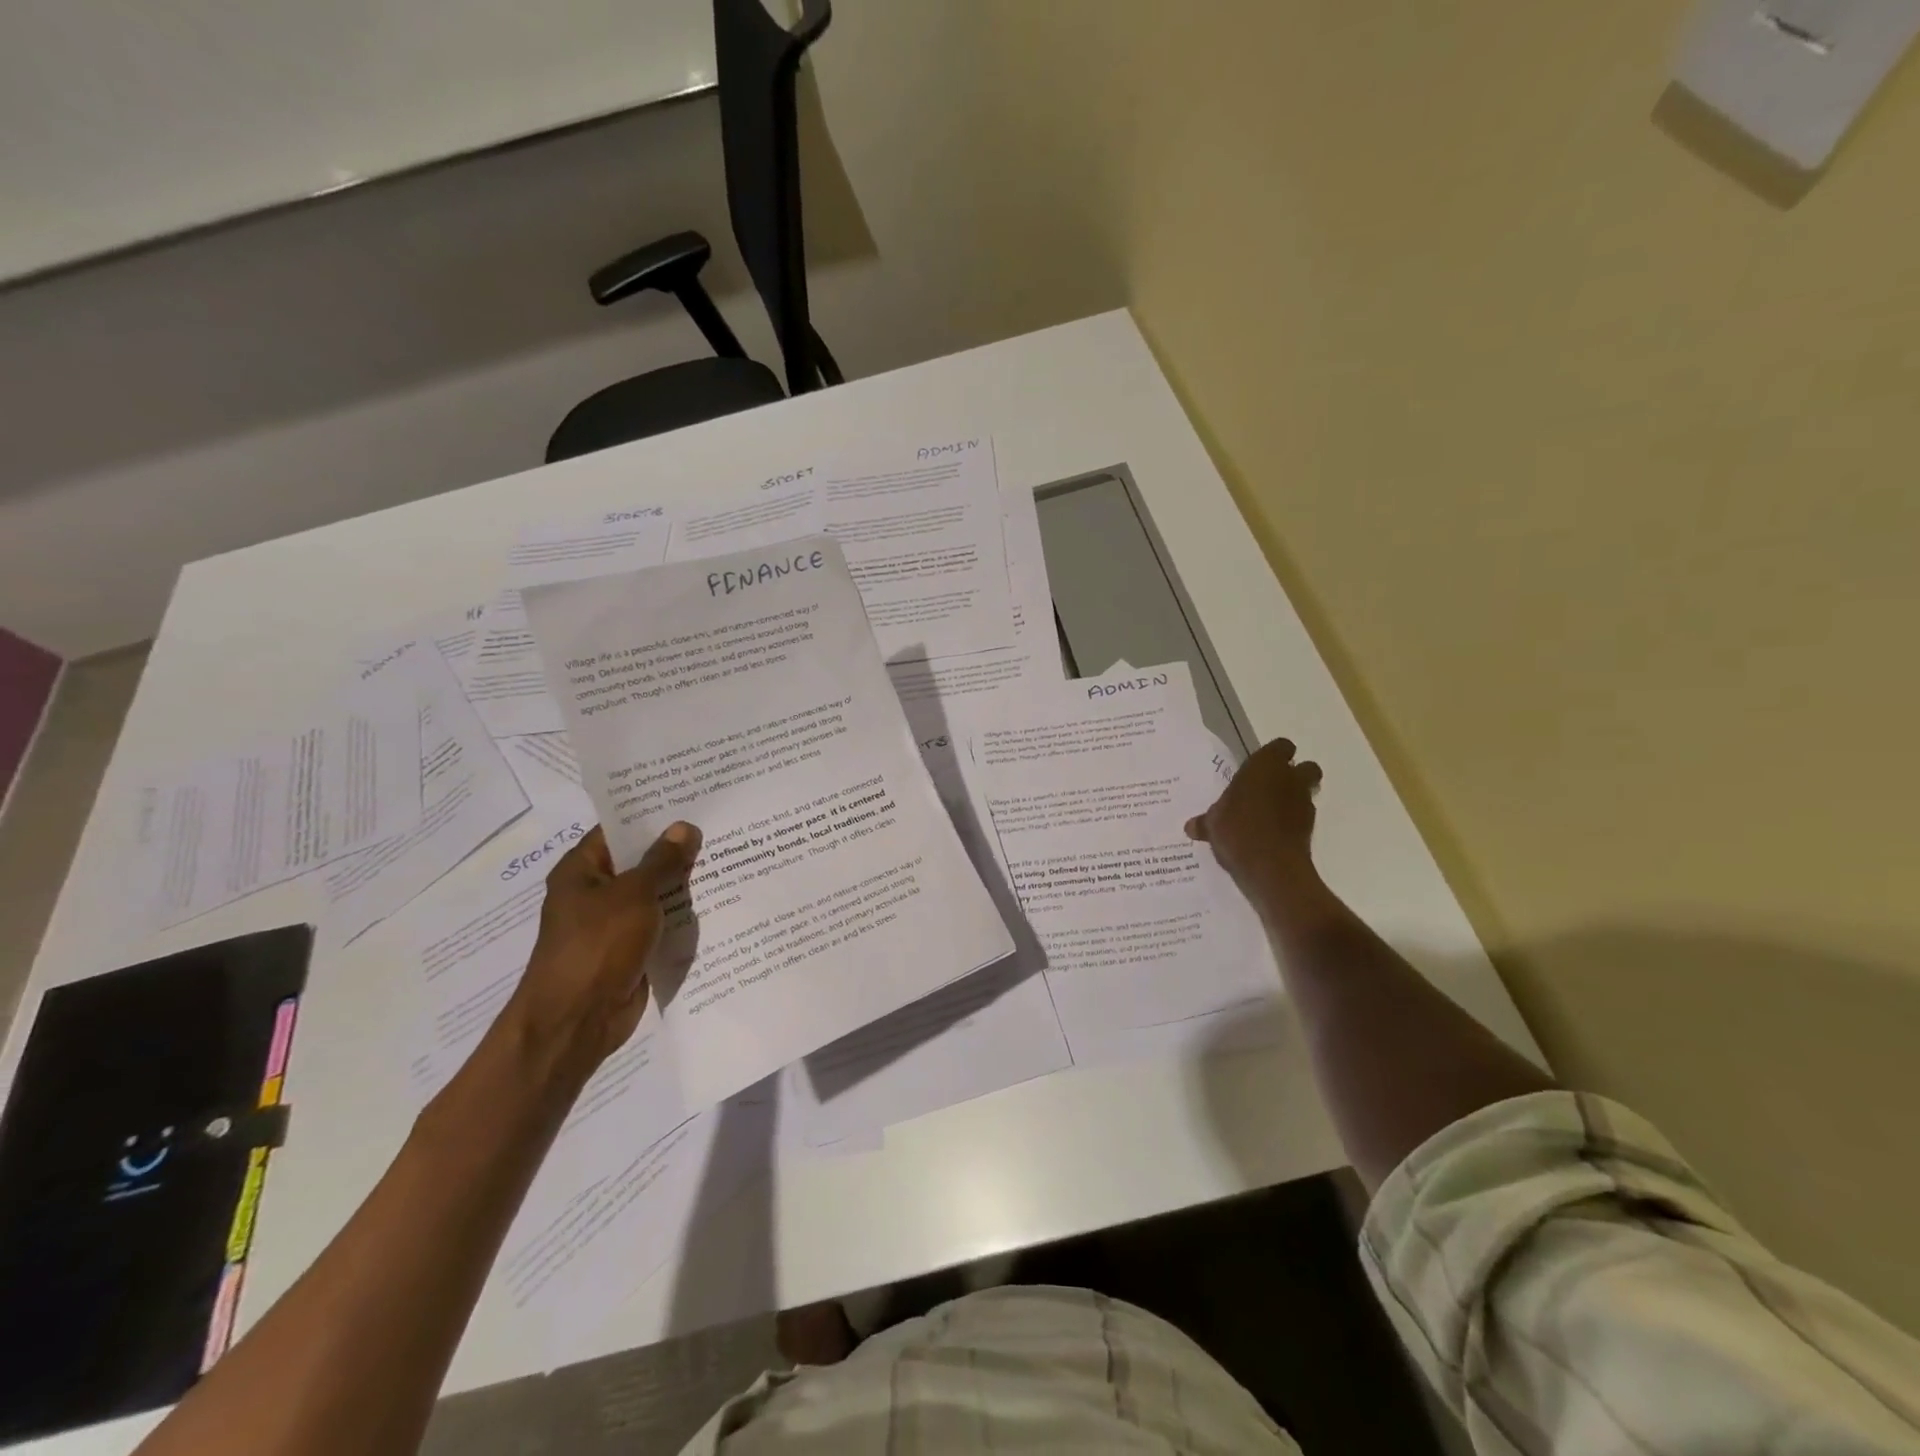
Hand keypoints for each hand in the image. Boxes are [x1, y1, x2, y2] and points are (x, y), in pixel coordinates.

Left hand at [501, 822, 701, 1082]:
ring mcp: (615, 924)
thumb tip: (684, 827)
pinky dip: (685, 916)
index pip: (618, 830)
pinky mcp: (633, 950)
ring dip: (685, 883)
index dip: (651, 815)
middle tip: (720, 825)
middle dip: (676, 849)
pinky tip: (722, 900)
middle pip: (640, 861)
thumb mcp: (634, 894)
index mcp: (582, 871)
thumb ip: (661, 861)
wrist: (577, 1020)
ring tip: (730, 856)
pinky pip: (663, 924)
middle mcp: (596, 893)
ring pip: (656, 894)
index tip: (690, 799)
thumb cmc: (597, 946)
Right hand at [1185, 738, 1323, 906]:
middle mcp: (1289, 779)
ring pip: (1308, 792)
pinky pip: (1303, 817)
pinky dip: (1293, 822)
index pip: (1281, 747)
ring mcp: (1304, 803)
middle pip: (1306, 767)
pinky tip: (1274, 833)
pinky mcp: (1310, 828)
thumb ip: (1205, 821)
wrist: (1270, 867)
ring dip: (1294, 799)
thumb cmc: (1237, 830)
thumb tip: (1191, 827)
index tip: (1258, 769)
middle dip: (1294, 775)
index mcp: (1265, 766)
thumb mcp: (1212, 824)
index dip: (1273, 756)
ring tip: (1270, 813)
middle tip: (1270, 788)